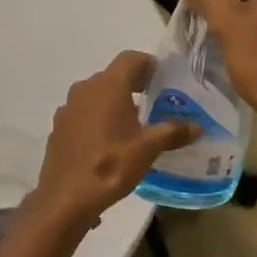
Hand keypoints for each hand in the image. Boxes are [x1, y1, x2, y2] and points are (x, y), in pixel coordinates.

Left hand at [33, 52, 197, 226]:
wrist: (66, 197)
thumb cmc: (111, 166)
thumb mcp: (148, 149)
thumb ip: (173, 132)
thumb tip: (197, 126)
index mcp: (107, 86)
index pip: (130, 58)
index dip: (148, 64)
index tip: (163, 78)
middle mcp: (84, 89)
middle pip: (113, 75)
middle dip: (133, 84)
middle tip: (153, 100)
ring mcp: (68, 108)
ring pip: (96, 94)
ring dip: (114, 102)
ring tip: (133, 123)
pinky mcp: (59, 127)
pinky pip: (83, 113)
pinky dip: (97, 117)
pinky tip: (108, 140)